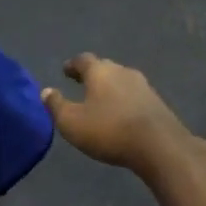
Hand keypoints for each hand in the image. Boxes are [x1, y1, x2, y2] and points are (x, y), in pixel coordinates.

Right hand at [40, 54, 196, 176]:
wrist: (159, 145)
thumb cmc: (109, 130)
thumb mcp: (71, 122)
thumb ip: (56, 105)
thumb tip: (46, 91)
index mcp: (100, 72)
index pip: (83, 60)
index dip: (73, 65)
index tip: (66, 70)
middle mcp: (122, 72)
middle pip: (105, 67)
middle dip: (92, 74)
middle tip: (82, 82)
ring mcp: (143, 86)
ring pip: (122, 81)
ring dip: (110, 87)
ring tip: (101, 99)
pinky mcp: (157, 103)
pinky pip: (135, 96)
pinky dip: (124, 100)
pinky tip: (122, 113)